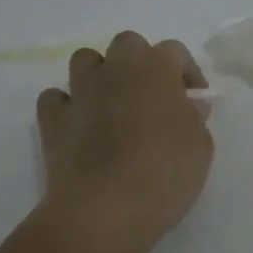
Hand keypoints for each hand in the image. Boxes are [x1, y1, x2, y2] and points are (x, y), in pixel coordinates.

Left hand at [36, 31, 214, 252]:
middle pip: (127, 44)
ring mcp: (80, 92)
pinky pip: (55, 98)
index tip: (194, 100)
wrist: (106, 208)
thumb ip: (194, 118)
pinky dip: (66, 106)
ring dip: (100, 75)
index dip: (186, 71)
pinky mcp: (53, 120)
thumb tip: (186, 106)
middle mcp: (115, 69)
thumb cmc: (164, 173)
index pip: (174, 51)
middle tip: (152, 96)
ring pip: (85, 60)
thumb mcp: (200, 146)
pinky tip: (78, 125)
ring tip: (113, 104)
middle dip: (140, 63)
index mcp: (155, 68)